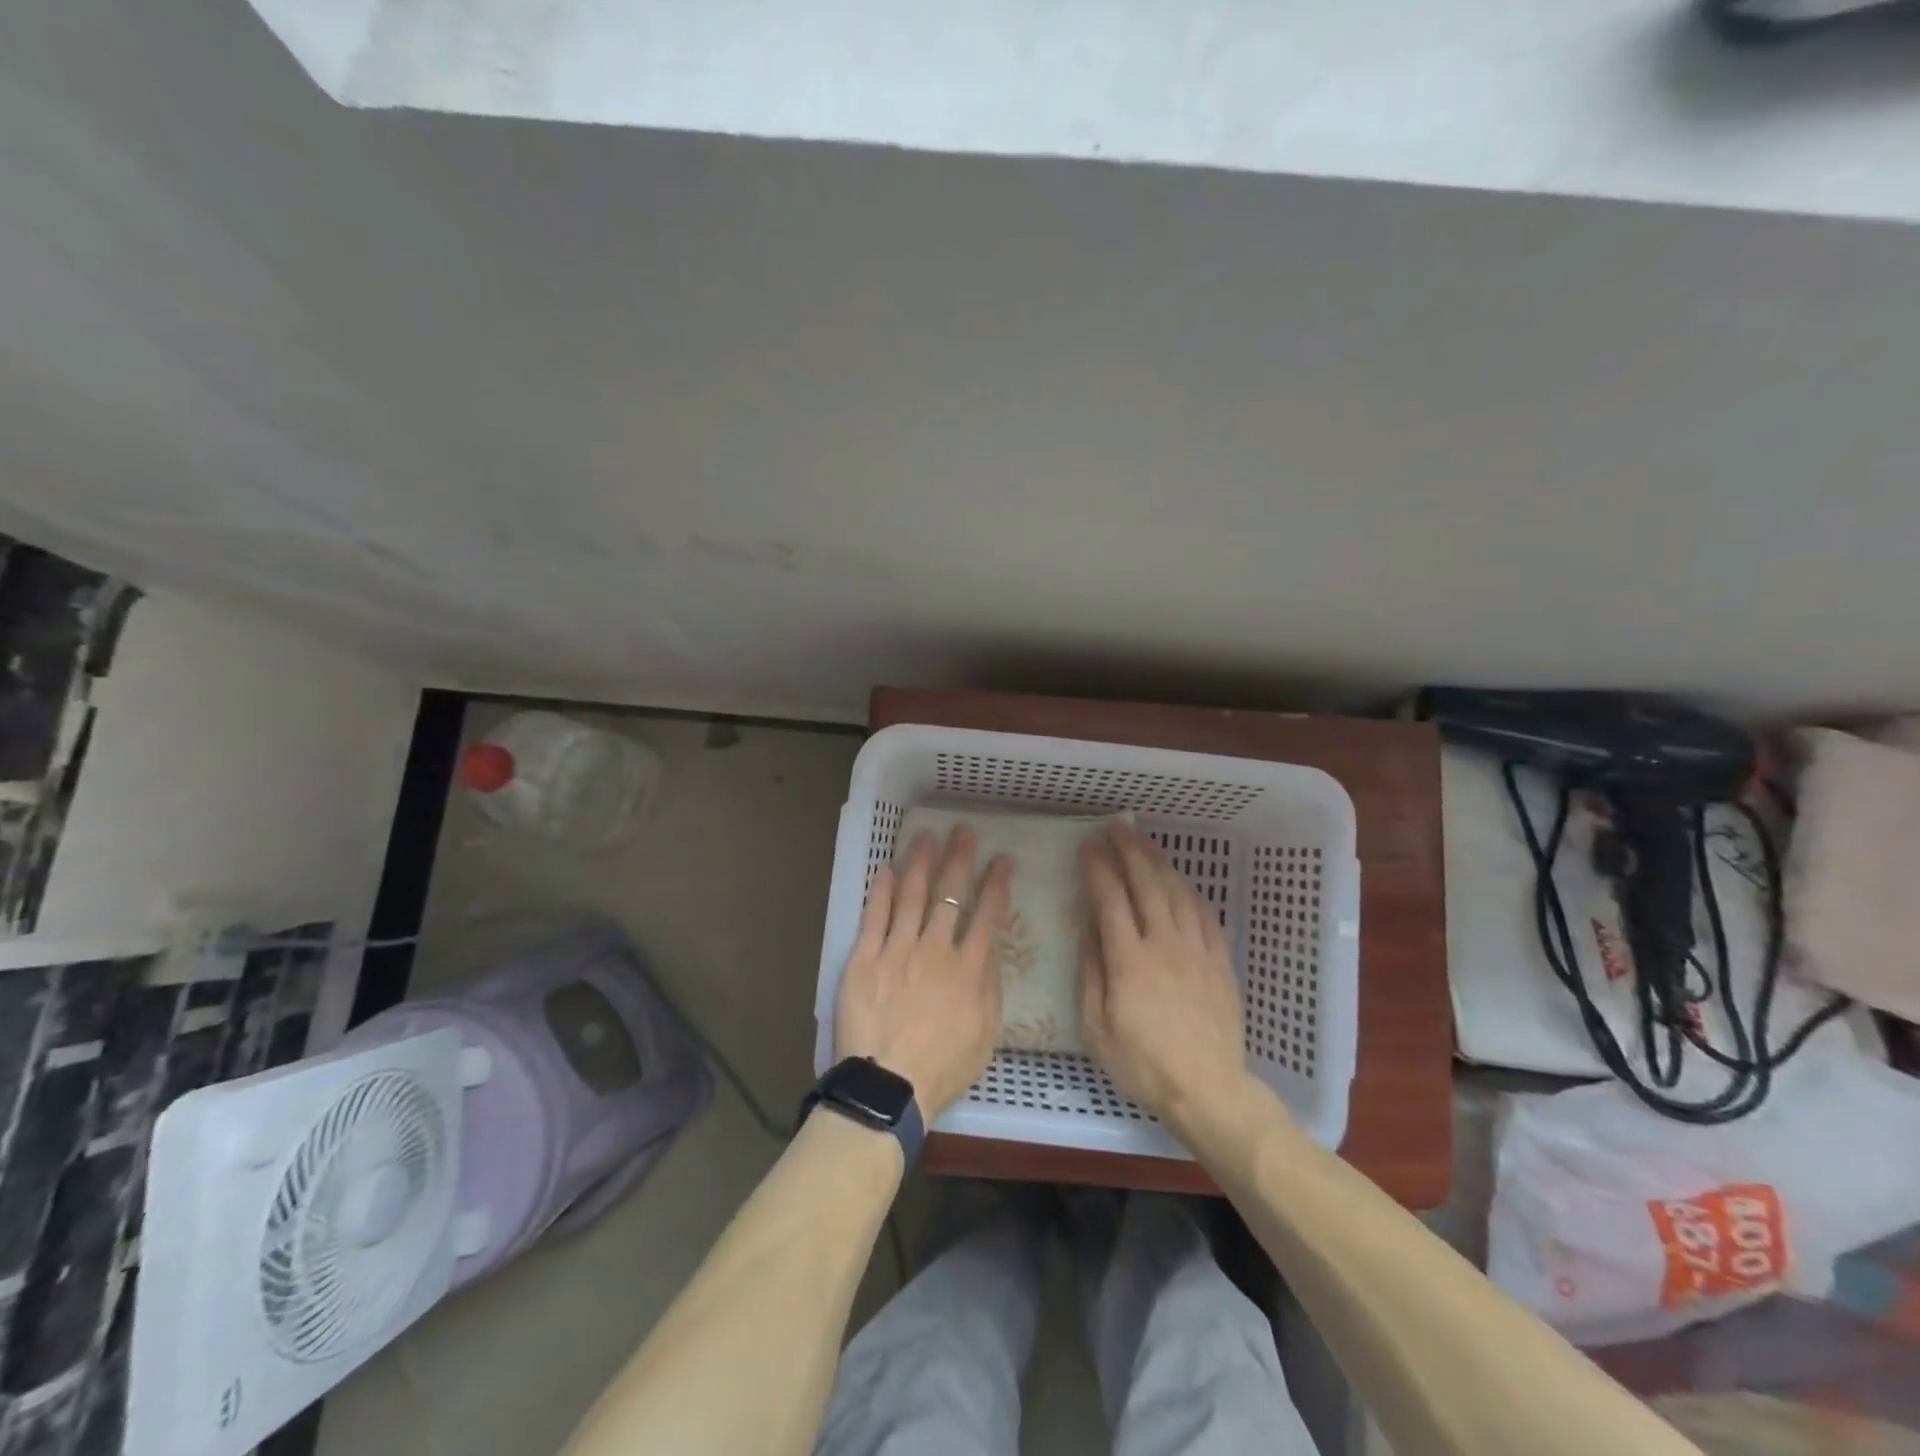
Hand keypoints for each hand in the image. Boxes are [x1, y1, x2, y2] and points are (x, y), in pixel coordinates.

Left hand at [835, 826, 1012, 1120]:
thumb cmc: (943, 1067)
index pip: (987, 915)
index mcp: (968, 968)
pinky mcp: (863, 958)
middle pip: (950, 894)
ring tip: (926, 836)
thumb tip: (989, 947)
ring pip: (911, 896)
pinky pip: (873, 916)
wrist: (888, 1088)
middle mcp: (935, 949)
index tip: (1002, 860)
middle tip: (963, 830)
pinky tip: (885, 868)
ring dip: (920, 863)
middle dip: (959, 858)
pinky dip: (880, 890)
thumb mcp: (986, 1033)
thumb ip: (989, 985)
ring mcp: (896, 950)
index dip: (996, 884)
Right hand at [1079, 820, 1255, 1137]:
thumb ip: (1091, 971)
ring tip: (1143, 840)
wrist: (1209, 1090)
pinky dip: (1188, 889)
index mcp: (1129, 959)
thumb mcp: (1097, 1027)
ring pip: (1177, 891)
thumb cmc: (1143, 1064)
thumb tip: (1088, 927)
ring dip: (1158, 861)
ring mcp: (1197, 950)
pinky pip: (1205, 913)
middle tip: (1114, 827)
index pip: (1110, 898)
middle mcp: (1165, 944)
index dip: (1098, 867)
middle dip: (1128, 849)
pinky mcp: (1220, 961)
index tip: (1087, 845)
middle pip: (1146, 883)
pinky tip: (1179, 881)